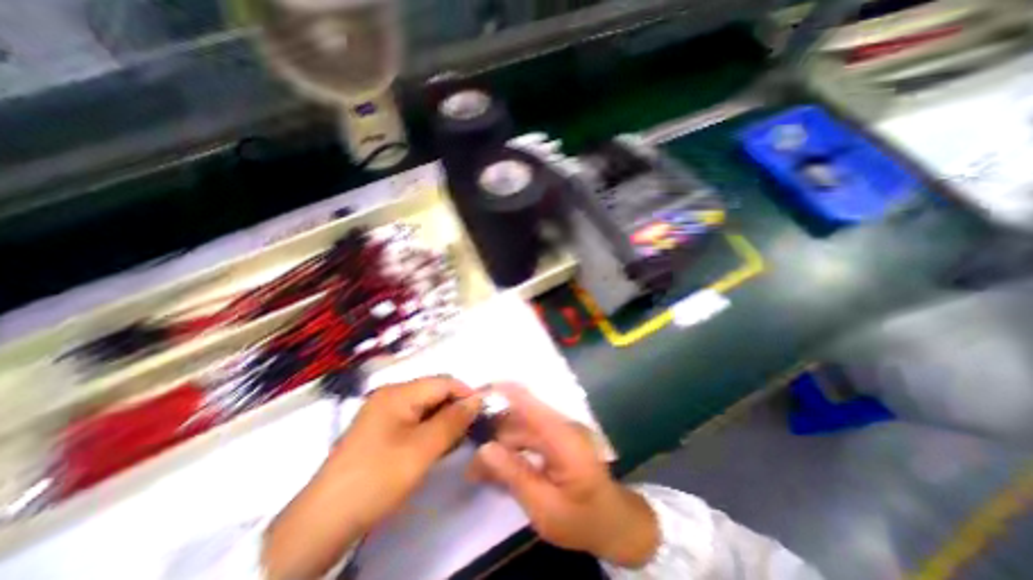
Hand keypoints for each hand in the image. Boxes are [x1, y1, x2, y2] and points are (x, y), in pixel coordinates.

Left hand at [264, 376, 479, 579]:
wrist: (324, 522)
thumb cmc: (377, 478)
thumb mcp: (422, 449)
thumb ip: (453, 420)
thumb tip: (478, 399)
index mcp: (398, 392)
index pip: (444, 382)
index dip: (466, 394)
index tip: (483, 414)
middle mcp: (391, 395)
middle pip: (434, 392)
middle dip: (455, 408)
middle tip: (471, 431)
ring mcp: (384, 413)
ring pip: (426, 408)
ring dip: (444, 421)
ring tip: (457, 441)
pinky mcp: (381, 430)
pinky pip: (414, 421)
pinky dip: (430, 430)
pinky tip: (438, 447)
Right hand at [469, 383, 659, 567]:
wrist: (615, 523)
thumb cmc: (582, 519)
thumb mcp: (544, 507)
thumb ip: (514, 474)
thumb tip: (484, 448)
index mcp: (561, 436)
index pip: (528, 401)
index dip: (501, 391)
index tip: (474, 394)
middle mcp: (560, 425)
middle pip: (519, 419)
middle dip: (492, 436)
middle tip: (471, 467)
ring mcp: (560, 430)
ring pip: (521, 428)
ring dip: (500, 445)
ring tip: (479, 472)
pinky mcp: (558, 438)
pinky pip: (529, 436)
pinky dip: (513, 450)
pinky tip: (500, 469)